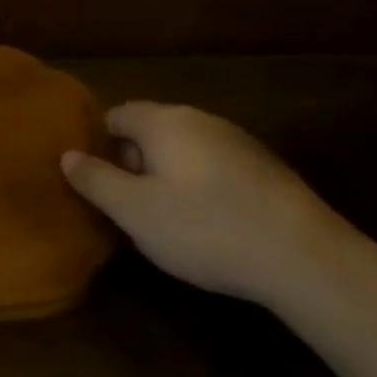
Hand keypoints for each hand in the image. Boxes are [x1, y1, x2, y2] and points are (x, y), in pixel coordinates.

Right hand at [61, 102, 359, 305]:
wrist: (309, 261)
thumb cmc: (205, 228)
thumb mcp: (133, 211)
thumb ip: (95, 179)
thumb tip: (67, 155)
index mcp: (165, 121)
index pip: (116, 115)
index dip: (98, 145)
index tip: (95, 181)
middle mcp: (201, 120)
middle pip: (151, 132)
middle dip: (133, 163)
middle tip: (126, 206)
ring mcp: (240, 143)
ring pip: (185, 152)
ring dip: (167, 178)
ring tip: (165, 220)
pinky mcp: (268, 172)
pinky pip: (215, 169)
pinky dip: (201, 189)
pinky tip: (209, 227)